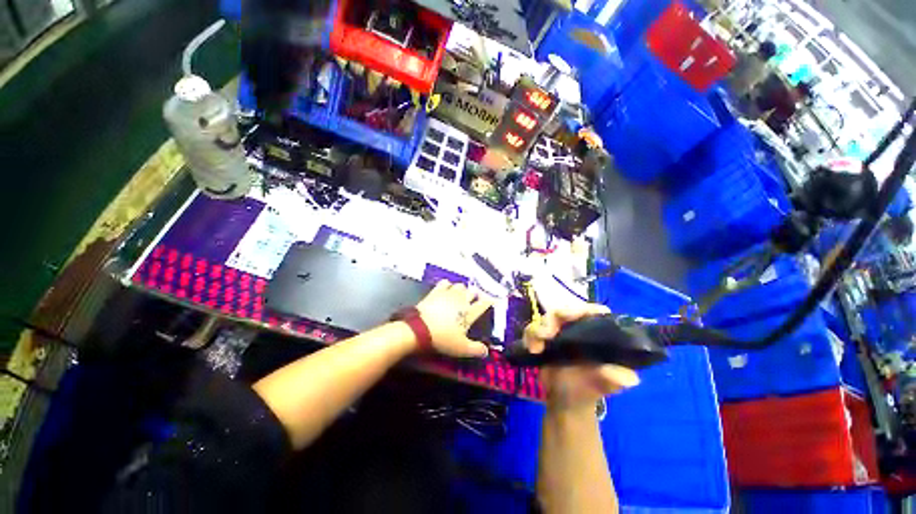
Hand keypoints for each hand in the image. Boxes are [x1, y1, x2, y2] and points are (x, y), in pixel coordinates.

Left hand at [415, 281, 493, 357]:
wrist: (420, 329)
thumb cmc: (443, 338)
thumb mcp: (461, 349)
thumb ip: (476, 349)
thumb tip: (486, 351)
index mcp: (470, 312)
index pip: (484, 304)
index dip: (489, 302)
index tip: (492, 301)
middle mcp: (462, 300)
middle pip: (473, 292)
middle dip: (475, 295)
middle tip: (473, 301)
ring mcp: (449, 294)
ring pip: (460, 285)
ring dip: (462, 290)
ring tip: (460, 295)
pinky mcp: (436, 291)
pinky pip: (445, 283)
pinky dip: (448, 285)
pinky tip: (447, 289)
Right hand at [524, 305, 639, 411]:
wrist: (565, 401)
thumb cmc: (589, 389)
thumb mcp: (606, 385)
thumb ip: (615, 379)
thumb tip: (627, 377)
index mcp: (595, 333)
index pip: (593, 312)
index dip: (585, 309)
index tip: (575, 315)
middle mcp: (575, 328)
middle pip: (564, 311)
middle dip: (553, 318)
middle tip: (547, 333)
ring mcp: (557, 332)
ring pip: (544, 319)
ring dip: (538, 329)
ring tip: (537, 346)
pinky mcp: (541, 339)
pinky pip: (531, 330)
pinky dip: (529, 337)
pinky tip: (532, 350)